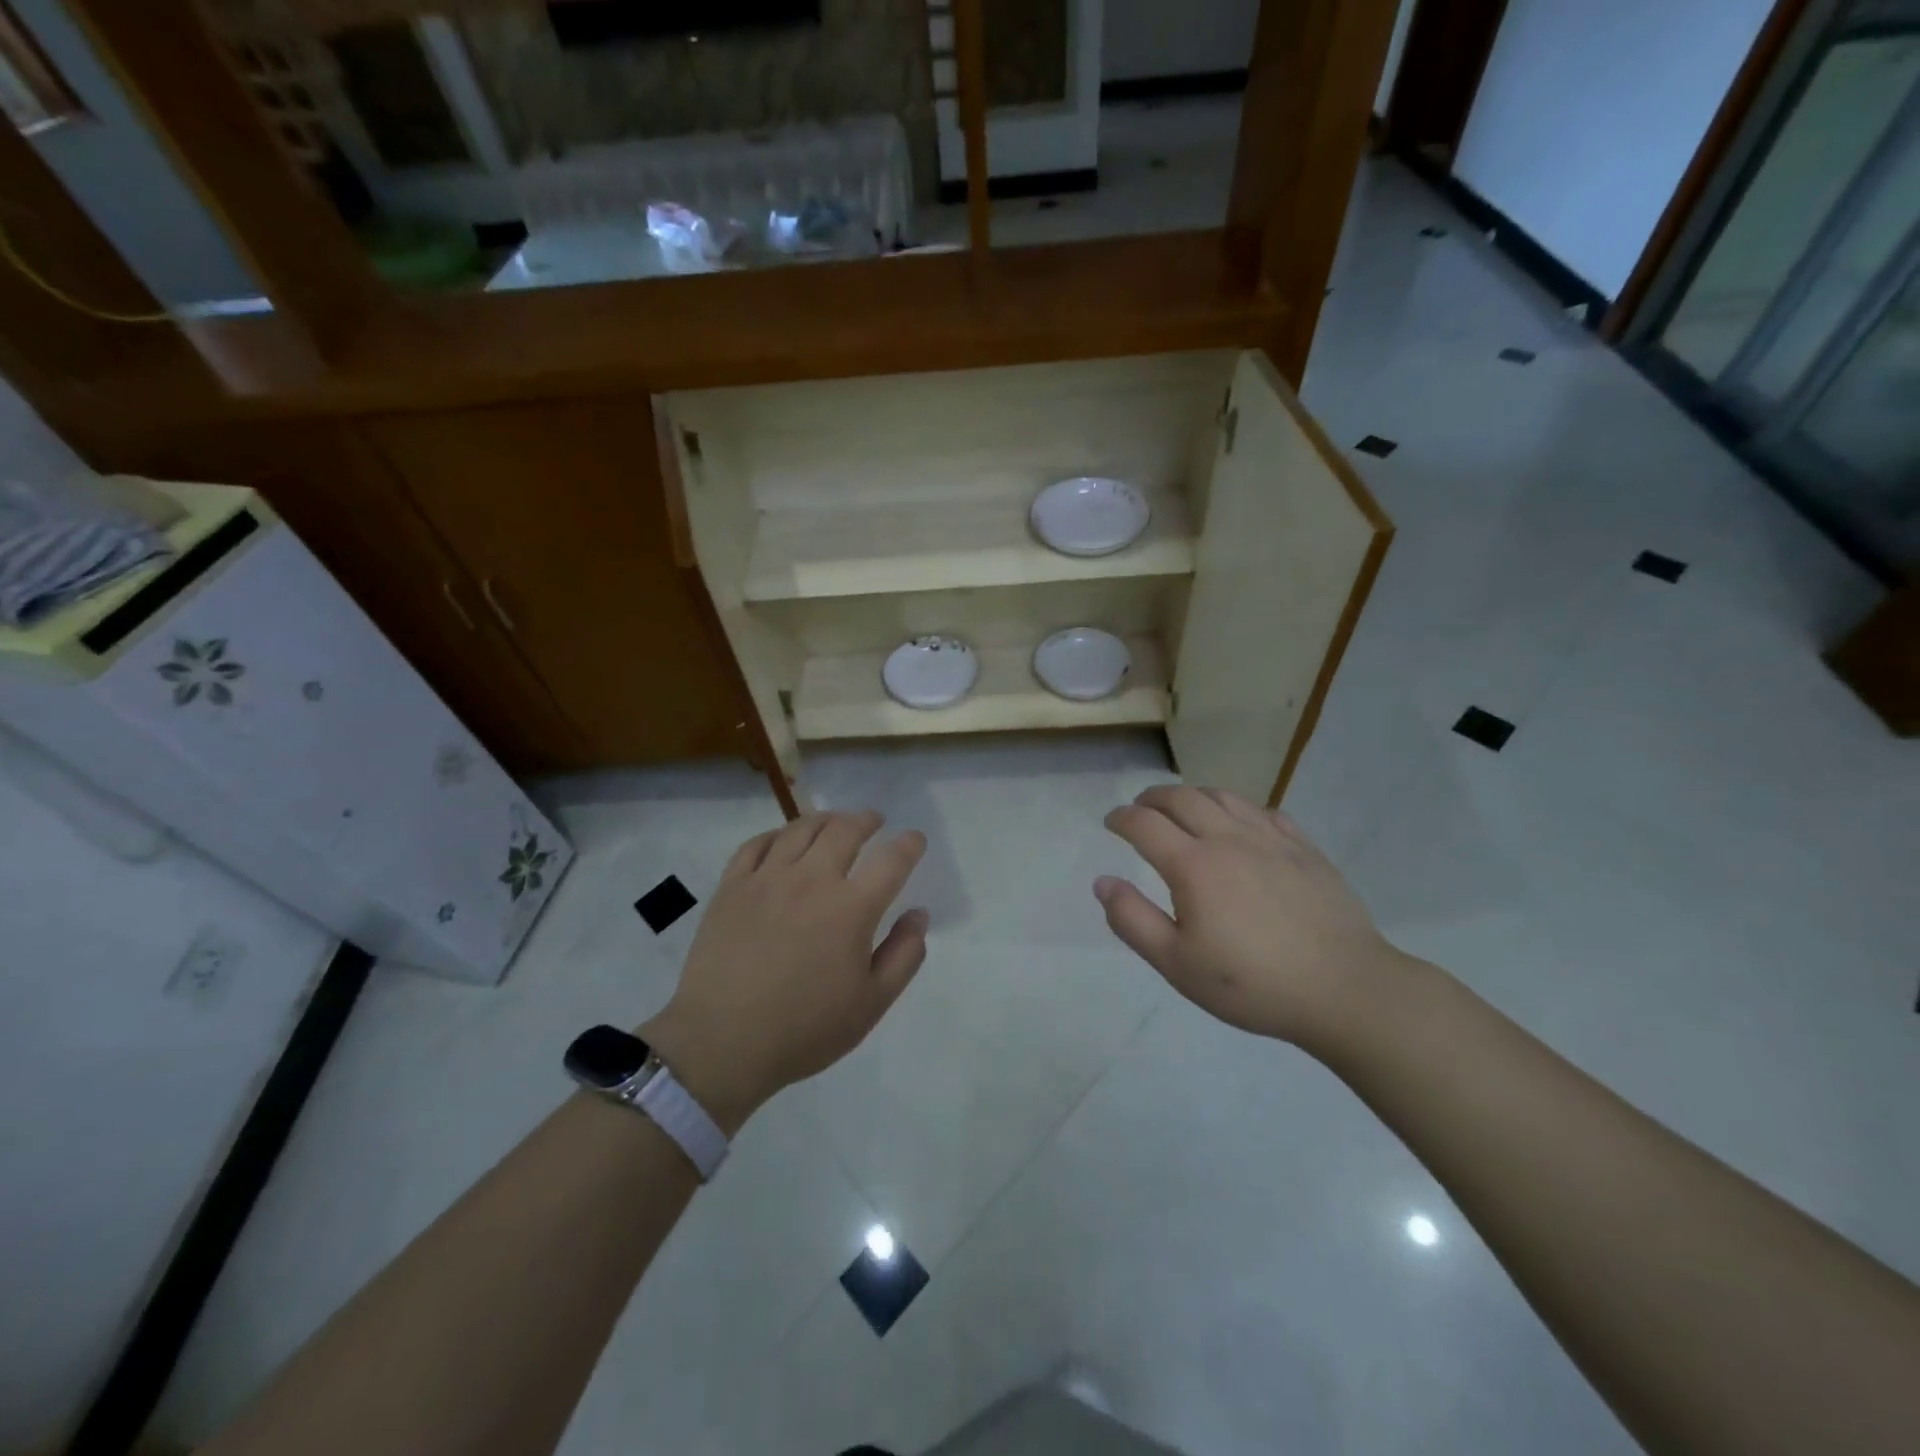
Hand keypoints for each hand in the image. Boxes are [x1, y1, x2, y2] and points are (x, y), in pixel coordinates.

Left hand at [641, 811, 927, 1133]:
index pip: (891, 860)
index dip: (909, 844)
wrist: (722, 1041)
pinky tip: (783, 840)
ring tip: (834, 822)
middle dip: (866, 820)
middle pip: (845, 830)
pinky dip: (777, 834)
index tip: (914, 839)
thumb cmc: (805, 1028)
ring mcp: (768, 878)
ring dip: (825, 819)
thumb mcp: (872, 1003)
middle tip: (873, 821)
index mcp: (852, 908)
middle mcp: (812, 880)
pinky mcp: (732, 886)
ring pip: (801, 829)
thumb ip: (904, 955)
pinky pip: (757, 844)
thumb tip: (918, 915)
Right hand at [1095, 786, 1407, 1048]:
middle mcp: (1228, 839)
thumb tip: (1103, 882)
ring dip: (1193, 794)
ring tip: (1182, 807)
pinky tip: (1238, 822)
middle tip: (1140, 808)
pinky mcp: (1304, 849)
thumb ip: (1133, 920)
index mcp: (1193, 866)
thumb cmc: (1251, 983)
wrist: (1343, 989)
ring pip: (1223, 796)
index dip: (1121, 818)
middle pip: (1182, 798)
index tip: (1110, 822)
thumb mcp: (1177, 964)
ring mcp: (1271, 839)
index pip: (1145, 824)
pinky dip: (1238, 807)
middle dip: (1153, 798)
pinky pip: (1264, 811)